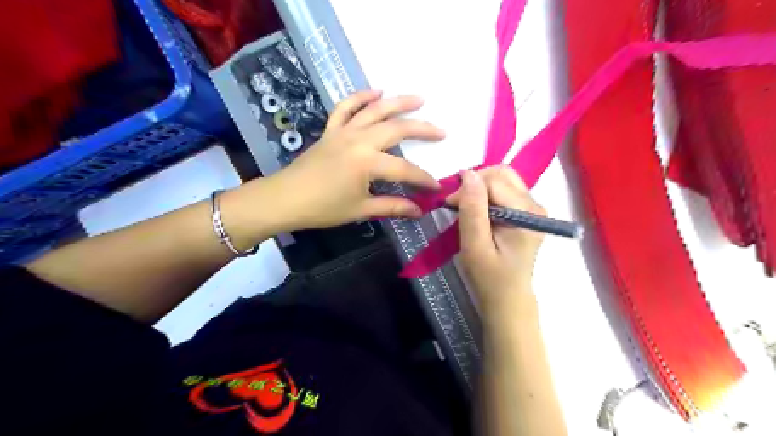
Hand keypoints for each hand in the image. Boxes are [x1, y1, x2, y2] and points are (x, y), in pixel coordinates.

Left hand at [257, 88, 446, 232]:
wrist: (285, 199)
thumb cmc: (323, 208)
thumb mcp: (361, 210)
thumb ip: (392, 207)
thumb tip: (419, 211)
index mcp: (368, 163)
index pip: (405, 169)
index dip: (423, 179)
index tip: (437, 187)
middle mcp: (359, 140)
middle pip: (397, 129)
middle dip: (423, 130)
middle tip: (441, 132)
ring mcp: (344, 131)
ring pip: (376, 110)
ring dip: (399, 102)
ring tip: (419, 99)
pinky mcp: (331, 130)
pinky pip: (346, 107)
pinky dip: (360, 97)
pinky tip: (376, 90)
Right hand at [450, 167, 543, 312]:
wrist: (507, 298)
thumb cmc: (489, 276)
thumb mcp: (475, 245)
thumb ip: (473, 209)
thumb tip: (468, 174)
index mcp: (526, 213)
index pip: (494, 180)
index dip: (468, 188)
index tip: (450, 205)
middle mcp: (535, 204)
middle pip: (501, 174)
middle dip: (475, 183)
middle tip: (457, 204)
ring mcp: (533, 207)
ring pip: (502, 179)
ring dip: (479, 188)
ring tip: (465, 208)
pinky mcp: (526, 211)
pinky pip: (504, 189)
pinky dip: (486, 195)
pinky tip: (477, 211)